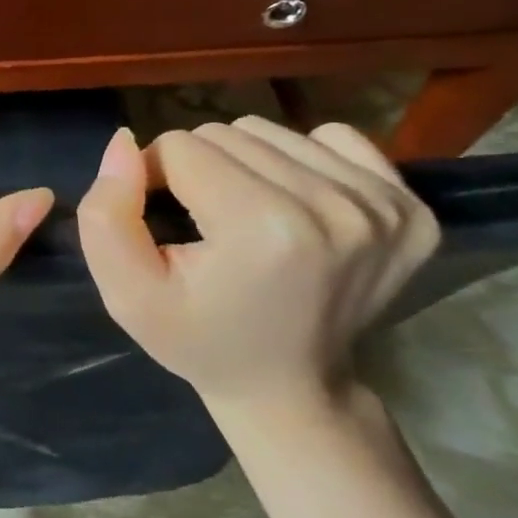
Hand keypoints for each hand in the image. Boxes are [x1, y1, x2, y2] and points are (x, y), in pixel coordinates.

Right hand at [77, 116, 438, 412]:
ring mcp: (383, 205)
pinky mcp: (410, 206)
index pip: (178, 148)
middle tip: (203, 224)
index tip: (162, 223)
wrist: (289, 386)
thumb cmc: (198, 339)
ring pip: (270, 131)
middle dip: (197, 169)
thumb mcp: (126, 292)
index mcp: (263, 228)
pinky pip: (332, 138)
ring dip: (243, 164)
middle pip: (225, 133)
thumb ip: (106, 214)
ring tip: (244, 217)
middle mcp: (335, 205)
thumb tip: (125, 143)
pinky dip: (299, 162)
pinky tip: (294, 206)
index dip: (153, 179)